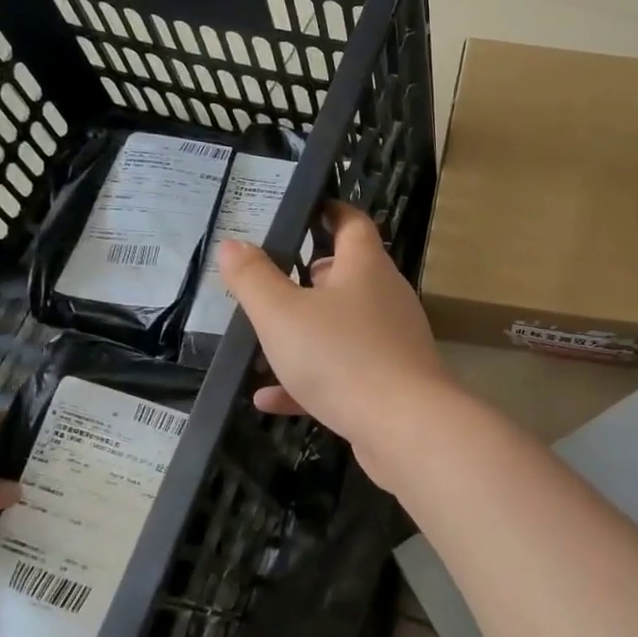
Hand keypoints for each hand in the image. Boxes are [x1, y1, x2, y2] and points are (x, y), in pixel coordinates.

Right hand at [218, 203, 457, 484]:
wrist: (404, 427)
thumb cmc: (341, 356)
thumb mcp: (281, 314)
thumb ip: (253, 279)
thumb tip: (233, 244)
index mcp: (365, 267)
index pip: (353, 224)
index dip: (330, 211)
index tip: (305, 209)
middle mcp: (385, 298)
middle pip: (348, 276)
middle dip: (309, 278)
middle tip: (270, 282)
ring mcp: (391, 341)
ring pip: (342, 328)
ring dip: (305, 333)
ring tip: (264, 341)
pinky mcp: (390, 382)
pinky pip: (344, 372)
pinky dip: (309, 380)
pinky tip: (270, 399)